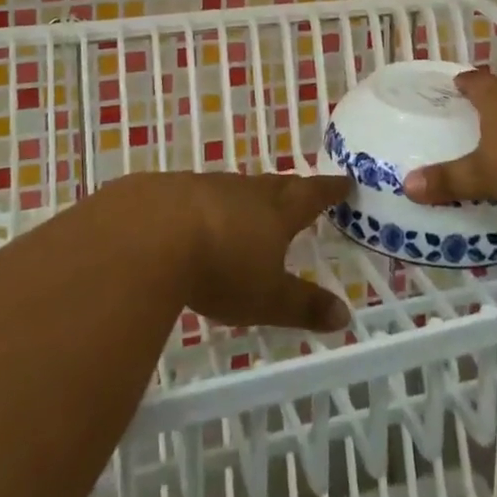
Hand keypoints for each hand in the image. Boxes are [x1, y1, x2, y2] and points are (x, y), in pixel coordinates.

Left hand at [104, 171, 351, 332]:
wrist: (151, 233)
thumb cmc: (221, 267)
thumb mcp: (267, 298)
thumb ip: (304, 306)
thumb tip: (345, 316)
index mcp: (276, 212)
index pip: (311, 196)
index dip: (329, 190)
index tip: (344, 180)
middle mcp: (246, 191)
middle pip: (276, 185)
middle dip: (292, 189)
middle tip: (302, 189)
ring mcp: (208, 186)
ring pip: (238, 188)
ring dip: (249, 197)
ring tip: (252, 207)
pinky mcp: (174, 191)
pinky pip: (202, 195)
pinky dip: (210, 205)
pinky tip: (200, 219)